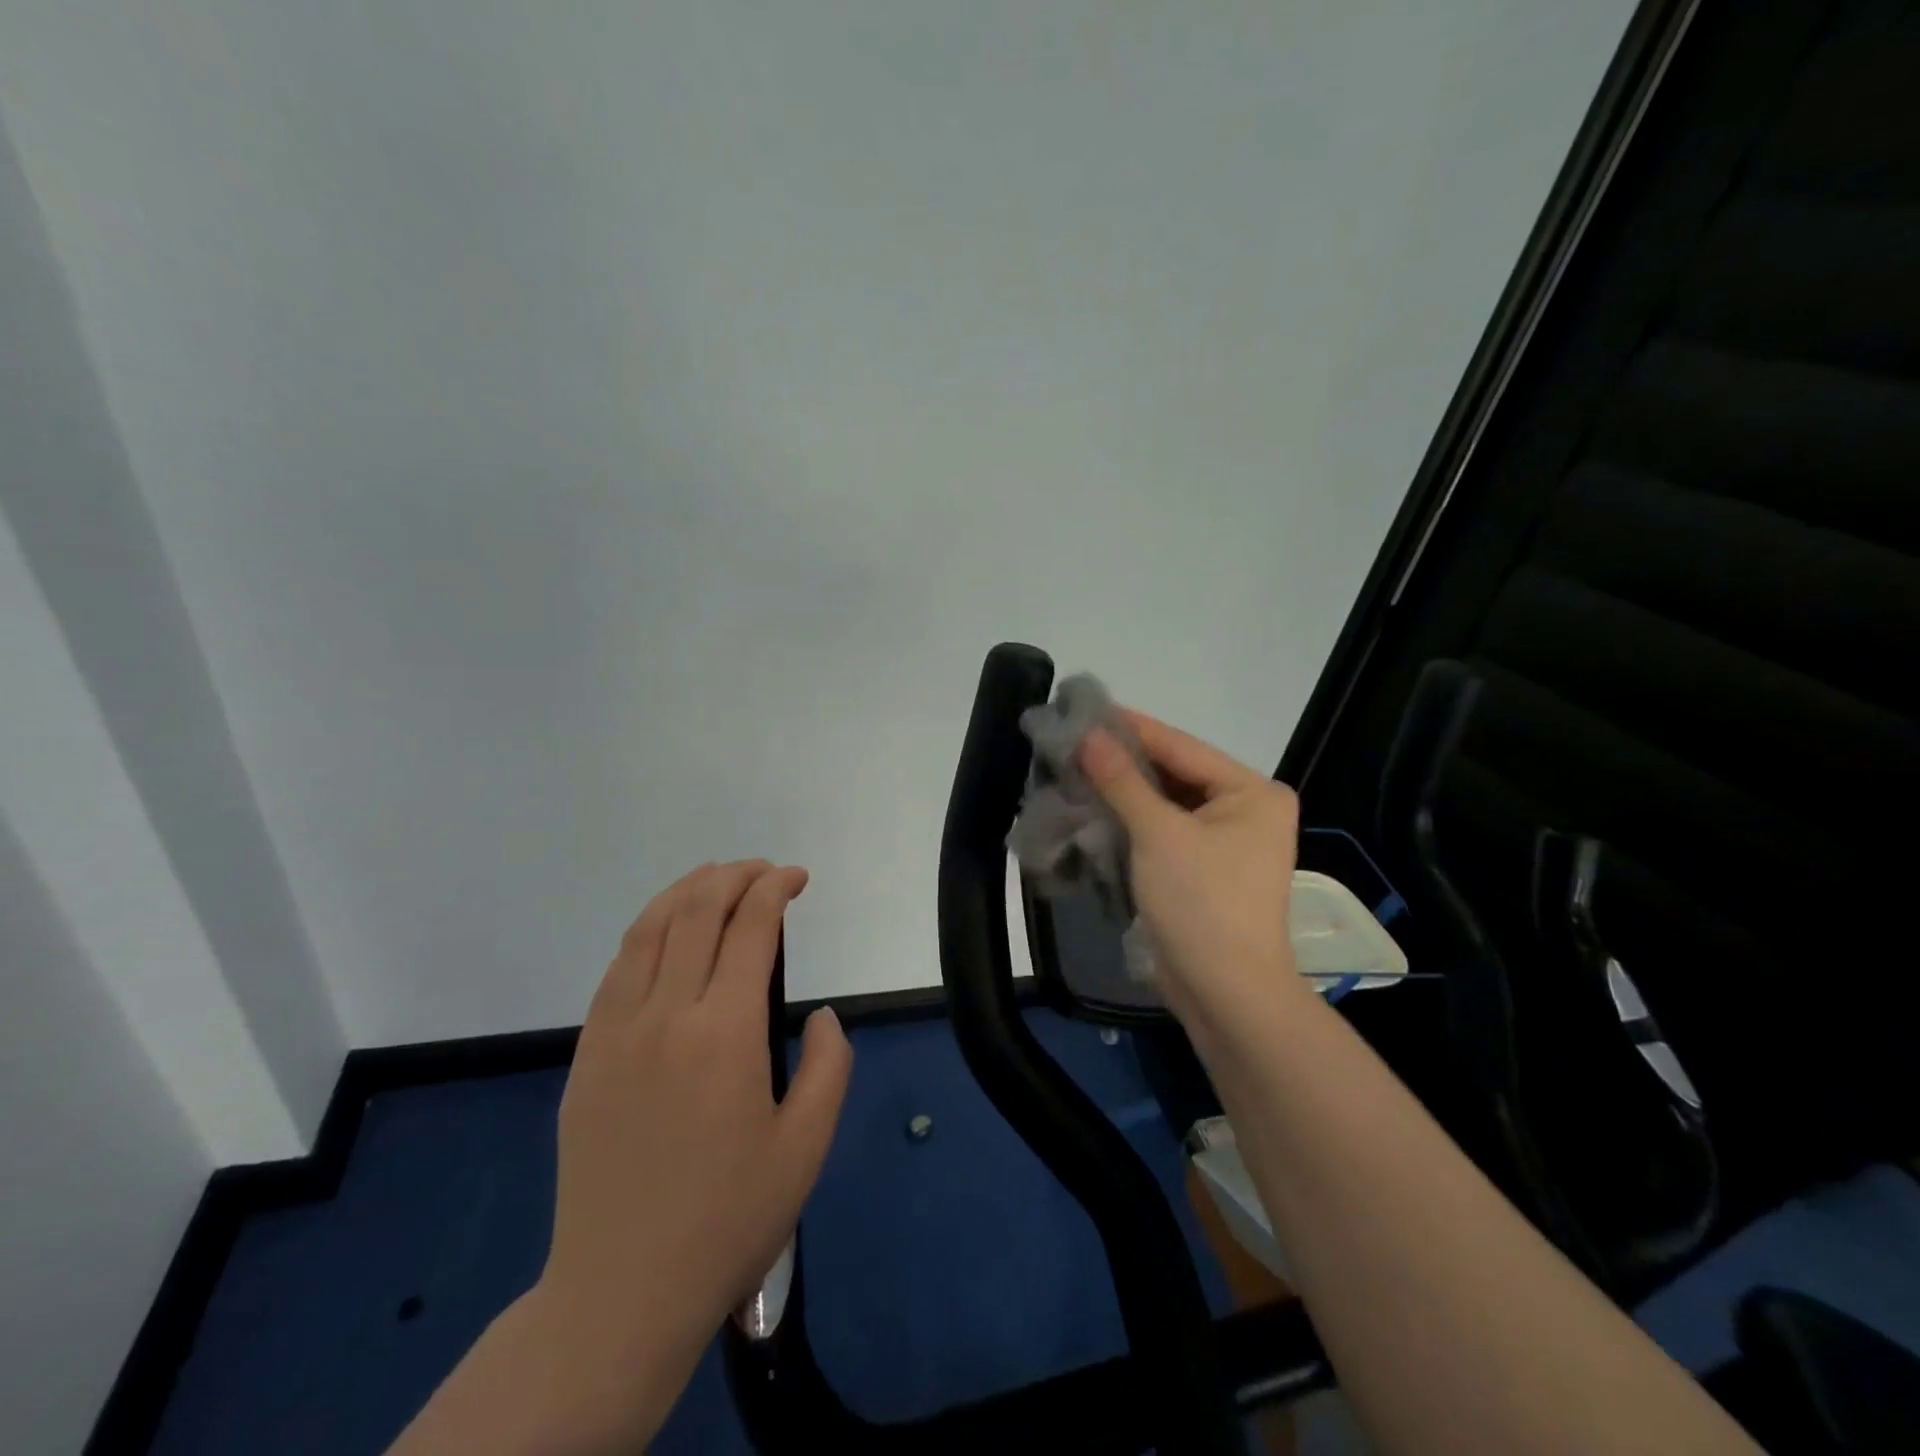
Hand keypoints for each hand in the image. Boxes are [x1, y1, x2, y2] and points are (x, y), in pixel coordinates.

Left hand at [532, 860, 852, 1449]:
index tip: (797, 878)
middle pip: (696, 911)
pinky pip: (617, 968)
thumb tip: (822, 1013)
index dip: (775, 889)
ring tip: (718, 880)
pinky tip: (668, 931)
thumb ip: (829, 1065)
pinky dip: (648, 930)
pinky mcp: (587, 1054)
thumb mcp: (807, 1147)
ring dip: (687, 890)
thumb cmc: (728, 1220)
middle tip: (765, 872)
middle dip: (735, 876)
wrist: (620, 1292)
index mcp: (725, 1033)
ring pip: (649, 928)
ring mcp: (616, 1031)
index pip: (750, 928)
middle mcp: (666, 1015)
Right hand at [1080, 713, 1309, 1046]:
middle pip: (1175, 773)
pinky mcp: (1205, 867)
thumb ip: (1122, 780)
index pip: (1181, 746)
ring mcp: (1227, 840)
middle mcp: (1246, 808)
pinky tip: (1095, 806)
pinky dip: (1133, 821)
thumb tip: (1088, 735)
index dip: (1131, 728)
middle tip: (1071, 740)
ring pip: (1167, 803)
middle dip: (1124, 762)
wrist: (1226, 993)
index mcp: (1252, 791)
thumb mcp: (1158, 833)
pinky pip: (1165, 830)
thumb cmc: (1201, 902)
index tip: (1084, 708)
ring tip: (1074, 768)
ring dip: (1124, 792)